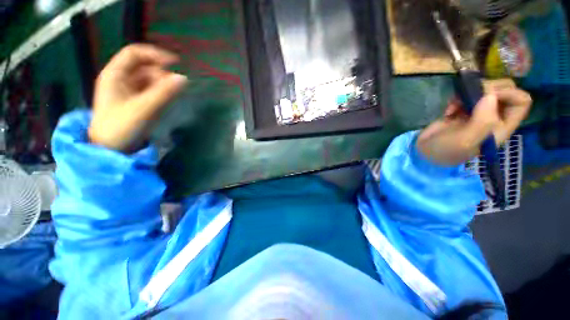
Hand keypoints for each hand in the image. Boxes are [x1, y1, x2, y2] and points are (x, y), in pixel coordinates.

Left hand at [89, 44, 187, 151]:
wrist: (110, 150)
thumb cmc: (121, 127)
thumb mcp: (143, 108)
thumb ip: (164, 93)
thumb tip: (184, 79)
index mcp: (115, 75)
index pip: (135, 54)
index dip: (155, 54)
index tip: (176, 63)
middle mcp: (120, 80)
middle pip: (143, 67)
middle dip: (162, 73)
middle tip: (177, 86)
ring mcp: (127, 92)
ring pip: (148, 80)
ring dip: (163, 84)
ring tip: (175, 94)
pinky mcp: (134, 103)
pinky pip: (150, 92)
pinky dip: (161, 93)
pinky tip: (168, 100)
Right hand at [417, 81, 531, 165]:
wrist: (423, 152)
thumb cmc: (445, 150)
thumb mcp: (464, 141)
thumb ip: (481, 121)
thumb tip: (490, 95)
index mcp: (501, 127)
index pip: (522, 101)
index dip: (508, 93)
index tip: (486, 97)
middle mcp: (494, 117)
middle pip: (507, 89)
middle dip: (489, 88)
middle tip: (470, 96)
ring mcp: (478, 112)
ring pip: (488, 89)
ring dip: (471, 92)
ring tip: (455, 104)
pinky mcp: (463, 110)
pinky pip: (468, 94)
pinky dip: (458, 97)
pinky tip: (449, 109)